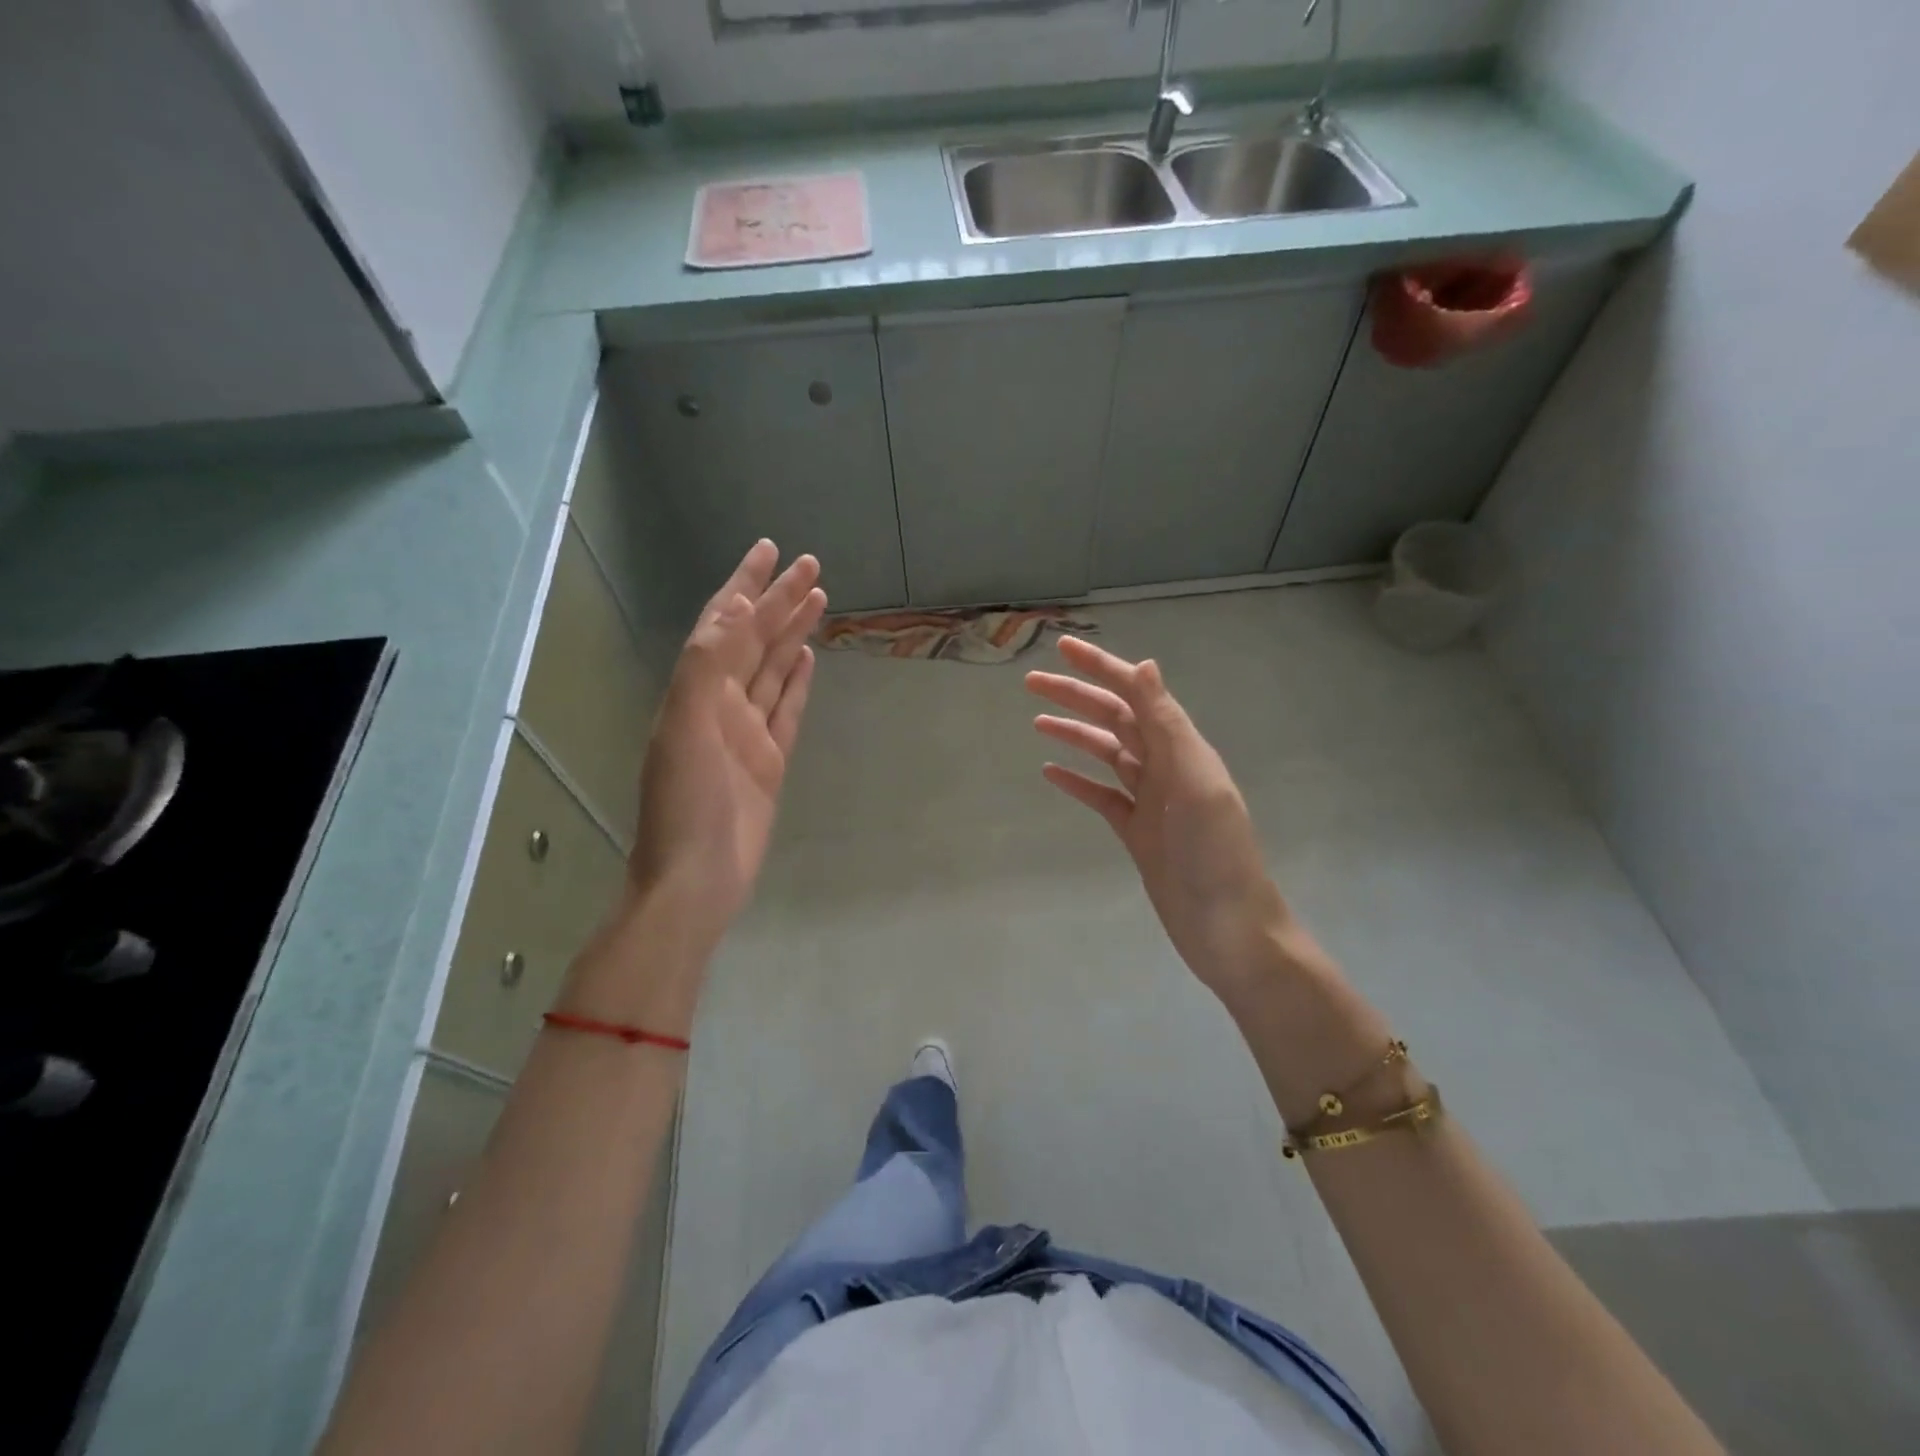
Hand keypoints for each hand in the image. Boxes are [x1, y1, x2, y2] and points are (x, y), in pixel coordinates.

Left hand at [628, 541, 825, 950]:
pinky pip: (786, 709)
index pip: (724, 623)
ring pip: (772, 669)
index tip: (769, 550)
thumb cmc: (686, 804)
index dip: (745, 585)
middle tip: (810, 565)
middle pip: (753, 640)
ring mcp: (746, 732)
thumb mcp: (685, 727)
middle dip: (778, 600)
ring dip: (791, 633)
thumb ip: (706, 666)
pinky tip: (807, 659)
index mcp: (696, 691)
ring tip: (817, 600)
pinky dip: (796, 682)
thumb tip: (735, 609)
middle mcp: (719, 703)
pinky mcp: (769, 760)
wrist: (696, 879)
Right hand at [1026, 637, 1294, 1002]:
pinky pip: (1103, 797)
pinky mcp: (1139, 833)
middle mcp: (1167, 767)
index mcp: (1182, 749)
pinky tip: (1050, 773)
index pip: (1136, 695)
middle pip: (1115, 720)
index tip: (1063, 647)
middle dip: (1077, 696)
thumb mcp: (1195, 783)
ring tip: (1036, 721)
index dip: (1101, 668)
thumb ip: (1169, 725)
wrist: (1230, 931)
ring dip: (1074, 734)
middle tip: (1032, 682)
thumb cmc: (1215, 856)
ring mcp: (1152, 801)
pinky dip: (1078, 781)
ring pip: (1107, 754)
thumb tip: (1145, 665)